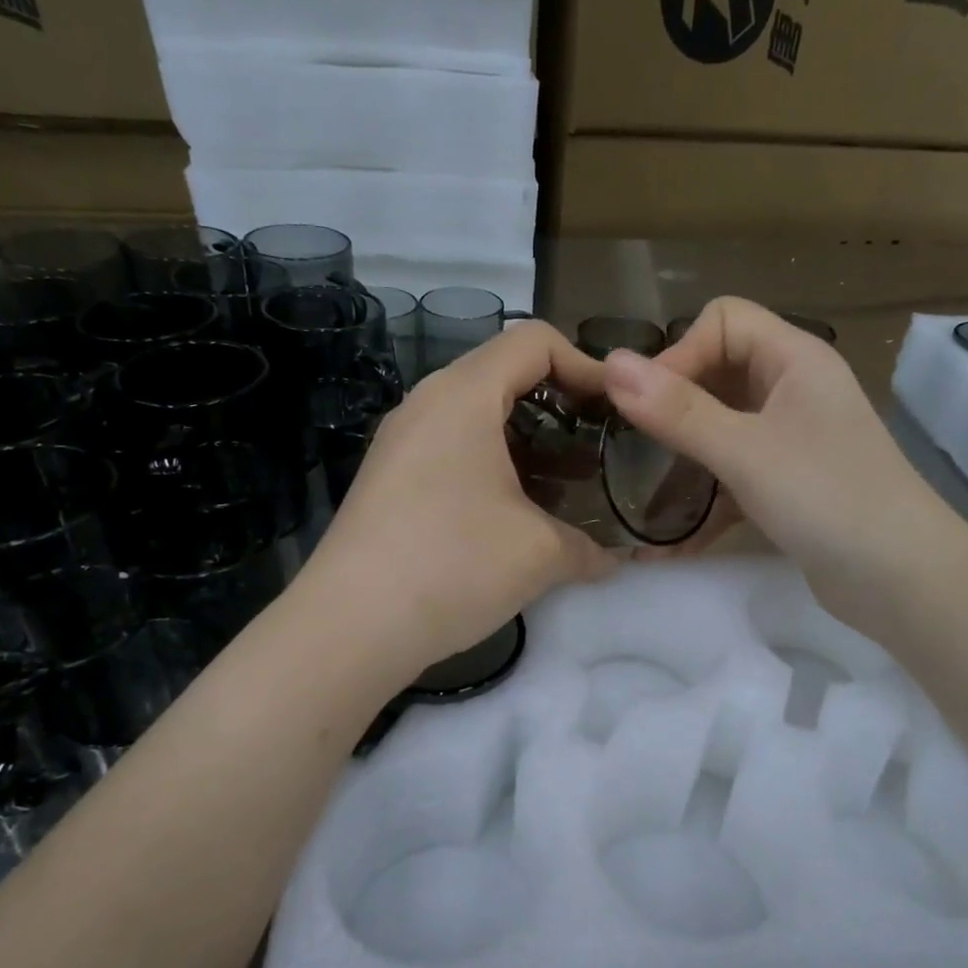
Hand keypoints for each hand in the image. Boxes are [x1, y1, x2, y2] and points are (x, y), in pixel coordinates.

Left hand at [300, 322, 614, 678]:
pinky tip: (513, 512)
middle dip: (559, 404)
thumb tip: (612, 559)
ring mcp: (401, 442)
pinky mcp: (388, 479)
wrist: (350, 627)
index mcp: (463, 396)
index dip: (586, 364)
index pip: (533, 341)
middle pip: (504, 373)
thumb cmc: (453, 565)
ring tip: (562, 484)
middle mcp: (426, 404)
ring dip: (526, 439)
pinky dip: (492, 463)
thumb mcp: (540, 554)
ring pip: (476, 415)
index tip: (616, 409)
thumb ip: (590, 547)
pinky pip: (451, 448)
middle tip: (595, 445)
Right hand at [601, 297, 943, 618]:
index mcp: (795, 359)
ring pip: (721, 425)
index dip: (680, 353)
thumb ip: (678, 411)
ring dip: (682, 454)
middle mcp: (794, 389)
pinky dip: (704, 496)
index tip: (646, 407)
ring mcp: (792, 438)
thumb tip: (612, 364)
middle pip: (718, 371)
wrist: (903, 581)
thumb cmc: (828, 499)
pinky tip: (671, 537)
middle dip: (672, 404)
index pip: (723, 321)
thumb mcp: (745, 451)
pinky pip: (732, 473)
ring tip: (641, 490)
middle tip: (633, 447)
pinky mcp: (788, 484)